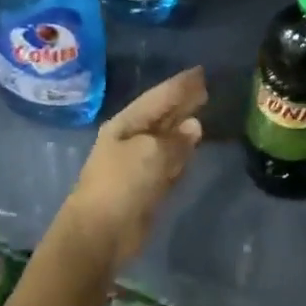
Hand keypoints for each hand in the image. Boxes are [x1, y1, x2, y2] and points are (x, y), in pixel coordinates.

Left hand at [63, 67, 206, 265]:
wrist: (100, 233)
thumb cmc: (121, 184)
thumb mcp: (150, 153)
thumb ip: (175, 140)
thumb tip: (194, 127)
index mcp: (126, 124)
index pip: (158, 97)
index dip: (179, 85)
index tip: (201, 72)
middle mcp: (131, 140)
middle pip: (162, 116)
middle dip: (182, 102)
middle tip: (205, 88)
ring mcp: (138, 165)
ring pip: (166, 139)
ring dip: (182, 127)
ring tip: (202, 111)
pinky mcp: (147, 187)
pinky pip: (168, 163)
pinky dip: (181, 154)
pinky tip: (193, 147)